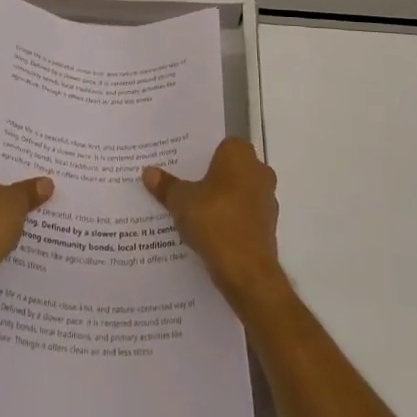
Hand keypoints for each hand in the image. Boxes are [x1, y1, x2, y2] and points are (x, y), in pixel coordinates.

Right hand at [144, 138, 286, 310]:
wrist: (247, 271)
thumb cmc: (215, 220)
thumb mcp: (181, 201)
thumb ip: (166, 185)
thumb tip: (148, 172)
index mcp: (240, 154)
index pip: (220, 145)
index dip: (201, 155)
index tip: (183, 165)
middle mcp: (258, 171)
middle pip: (229, 169)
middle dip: (210, 178)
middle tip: (183, 186)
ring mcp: (267, 200)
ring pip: (237, 193)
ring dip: (220, 201)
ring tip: (192, 212)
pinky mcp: (268, 227)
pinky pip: (243, 216)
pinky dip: (229, 221)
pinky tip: (208, 233)